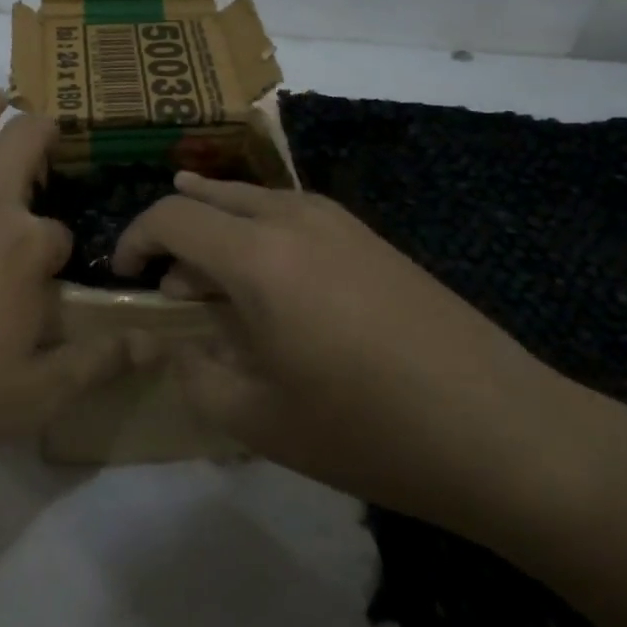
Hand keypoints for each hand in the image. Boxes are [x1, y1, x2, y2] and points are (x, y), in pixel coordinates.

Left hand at [0, 76, 129, 482]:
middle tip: (49, 132)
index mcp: (27, 246)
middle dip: (44, 134)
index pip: (59, 233)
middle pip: (26, 145)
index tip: (48, 275)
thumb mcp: (35, 395)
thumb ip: (98, 364)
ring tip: (1, 96)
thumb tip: (155, 344)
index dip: (58, 253)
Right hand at [115, 173, 596, 532]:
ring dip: (217, 231)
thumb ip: (197, 375)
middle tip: (170, 287)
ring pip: (251, 200)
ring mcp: (338, 221)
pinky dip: (258, 235)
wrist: (501, 430)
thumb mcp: (257, 420)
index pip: (170, 217)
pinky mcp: (370, 237)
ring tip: (213, 284)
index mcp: (257, 256)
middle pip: (208, 197)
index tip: (124, 276)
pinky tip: (272, 284)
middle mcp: (293, 219)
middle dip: (174, 233)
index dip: (134, 240)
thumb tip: (181, 345)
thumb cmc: (366, 429)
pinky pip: (290, 215)